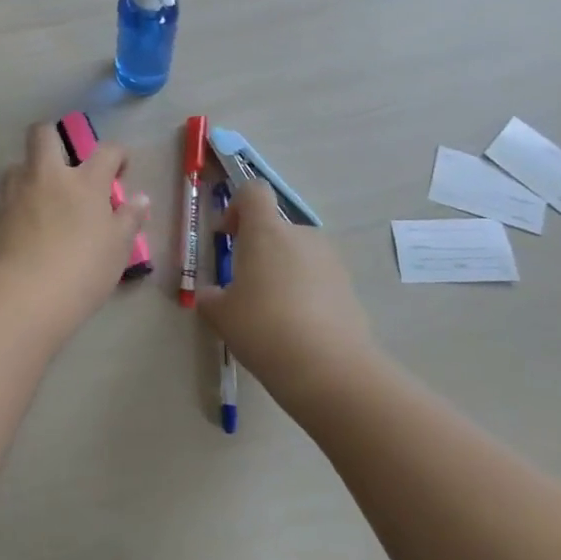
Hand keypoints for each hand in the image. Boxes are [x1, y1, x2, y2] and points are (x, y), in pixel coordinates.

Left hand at [0, 124, 150, 315]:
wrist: (29, 294)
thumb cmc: (84, 269)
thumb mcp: (118, 247)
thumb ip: (129, 219)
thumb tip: (141, 199)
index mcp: (85, 181)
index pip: (107, 151)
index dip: (117, 155)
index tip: (119, 170)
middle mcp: (48, 176)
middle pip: (43, 134)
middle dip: (53, 137)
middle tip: (66, 162)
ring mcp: (17, 193)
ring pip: (18, 165)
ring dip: (31, 173)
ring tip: (43, 197)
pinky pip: (7, 198)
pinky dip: (18, 204)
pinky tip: (27, 226)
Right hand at [196, 181, 378, 410]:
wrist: (329, 368)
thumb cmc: (263, 328)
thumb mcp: (220, 315)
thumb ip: (211, 297)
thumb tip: (212, 295)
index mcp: (266, 231)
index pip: (254, 192)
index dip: (237, 206)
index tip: (227, 235)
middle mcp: (301, 236)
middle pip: (276, 228)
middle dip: (259, 250)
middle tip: (244, 287)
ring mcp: (331, 261)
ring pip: (298, 255)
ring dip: (282, 272)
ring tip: (271, 314)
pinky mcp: (349, 288)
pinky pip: (318, 280)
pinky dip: (304, 294)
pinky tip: (296, 330)